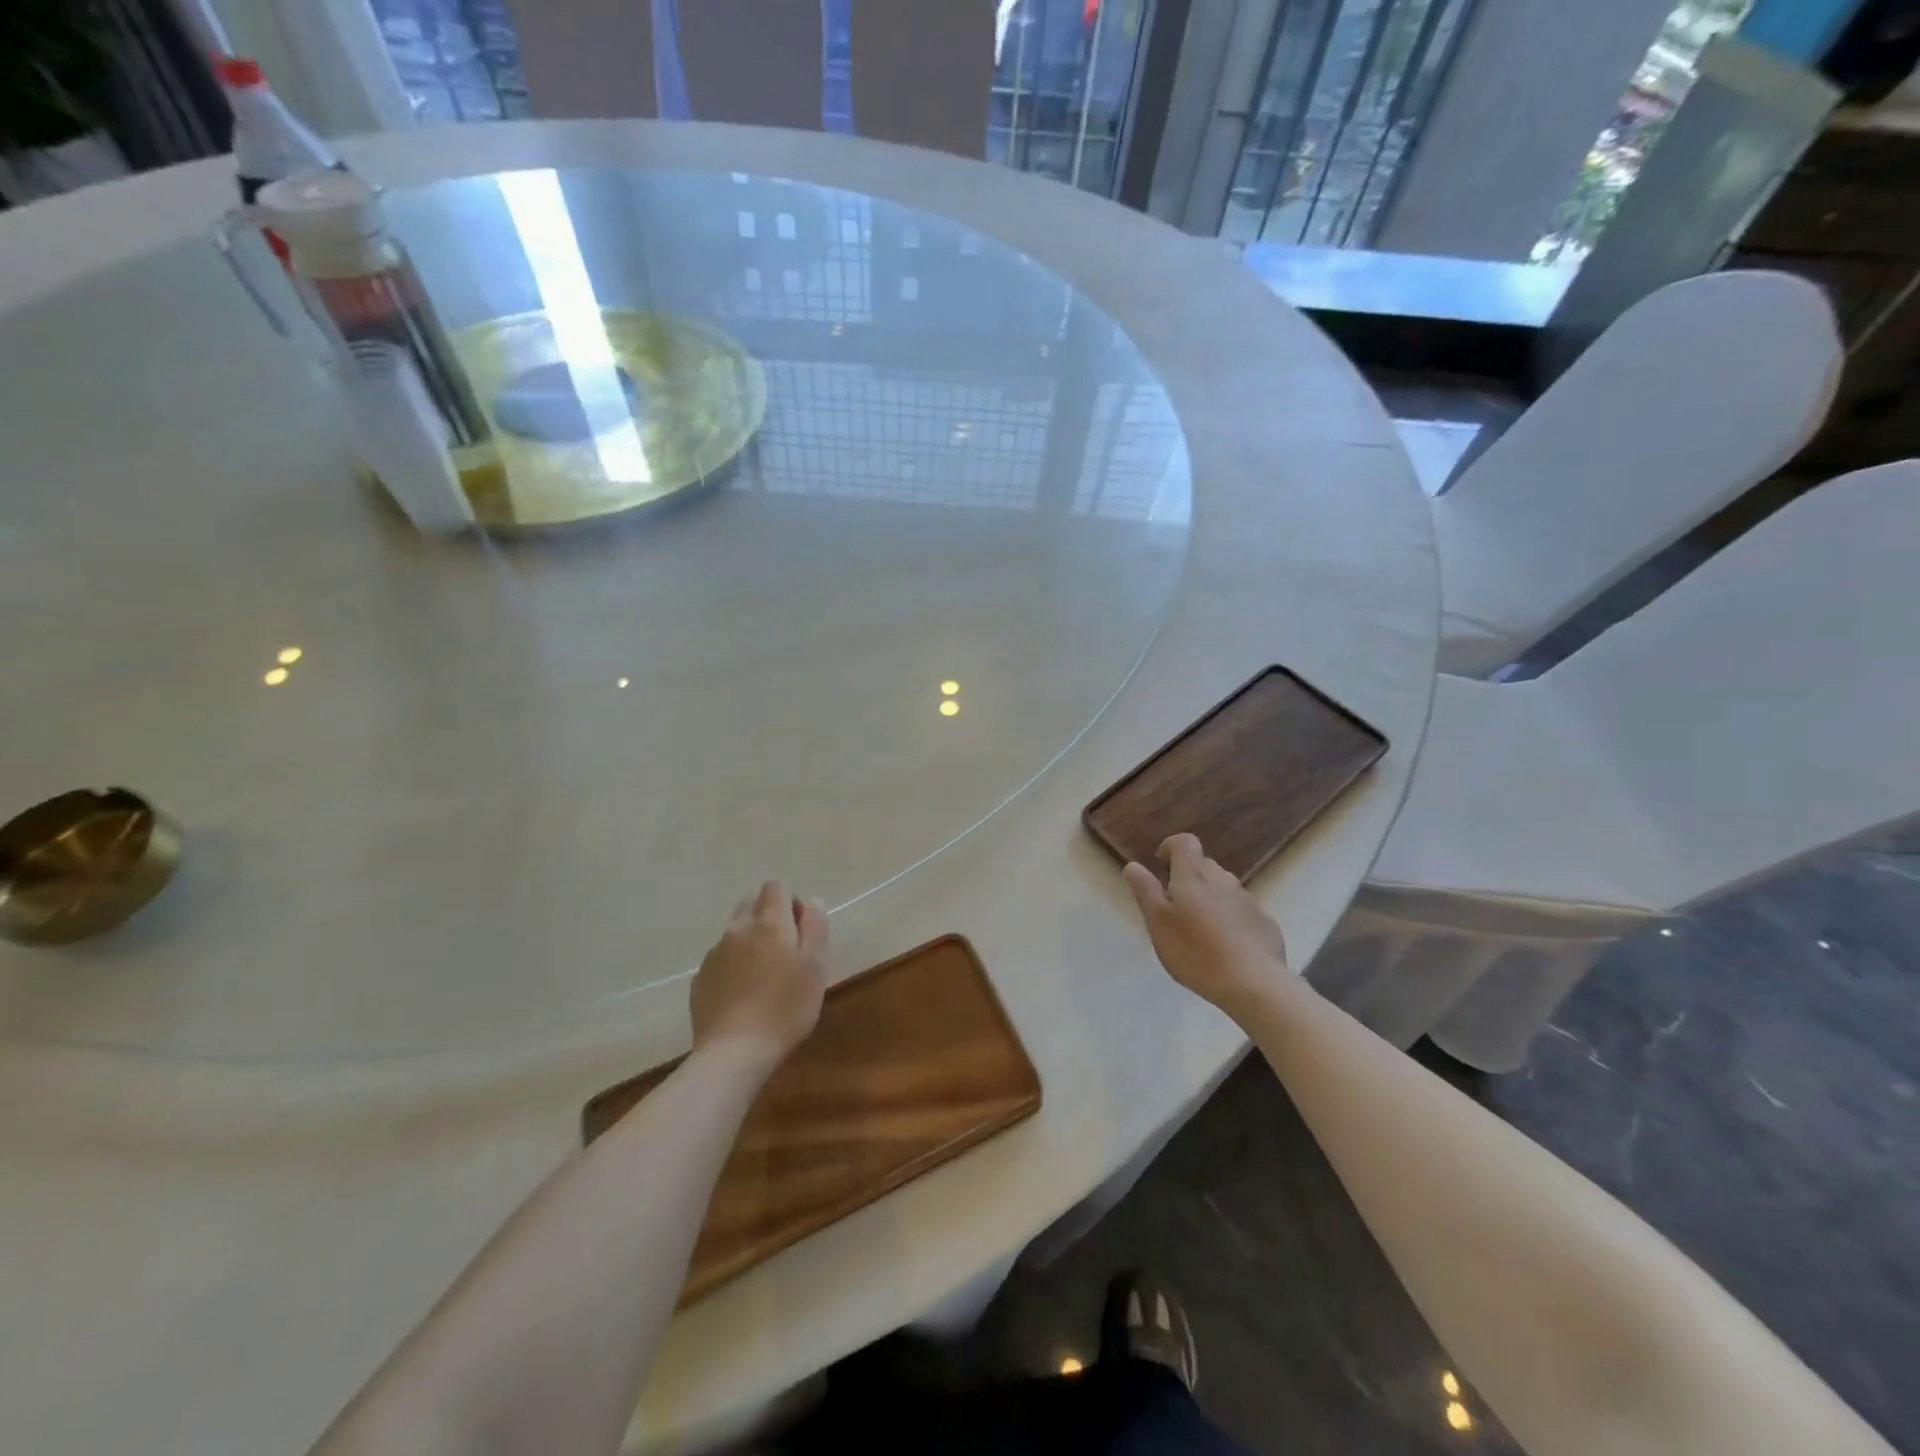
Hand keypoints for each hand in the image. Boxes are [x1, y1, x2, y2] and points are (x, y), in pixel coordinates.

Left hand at [690, 881, 828, 1067]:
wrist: (734, 1053)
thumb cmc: (785, 1008)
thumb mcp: (815, 967)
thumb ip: (815, 928)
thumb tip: (813, 901)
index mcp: (769, 923)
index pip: (776, 887)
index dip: (791, 901)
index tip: (801, 931)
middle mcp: (737, 929)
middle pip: (752, 903)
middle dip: (769, 916)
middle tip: (785, 951)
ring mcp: (714, 954)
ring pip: (735, 932)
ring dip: (750, 941)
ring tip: (763, 976)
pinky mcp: (700, 979)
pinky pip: (720, 959)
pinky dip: (733, 966)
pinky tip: (743, 995)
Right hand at [1123, 834, 1288, 1017]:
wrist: (1254, 983)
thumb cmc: (1195, 951)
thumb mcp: (1158, 922)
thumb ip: (1145, 890)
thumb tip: (1133, 865)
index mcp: (1193, 876)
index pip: (1185, 842)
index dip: (1170, 848)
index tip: (1161, 867)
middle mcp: (1223, 879)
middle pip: (1203, 865)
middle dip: (1188, 878)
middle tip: (1175, 909)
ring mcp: (1248, 900)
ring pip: (1223, 889)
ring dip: (1209, 899)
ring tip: (1200, 932)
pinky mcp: (1264, 922)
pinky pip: (1241, 911)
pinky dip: (1230, 920)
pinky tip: (1226, 947)